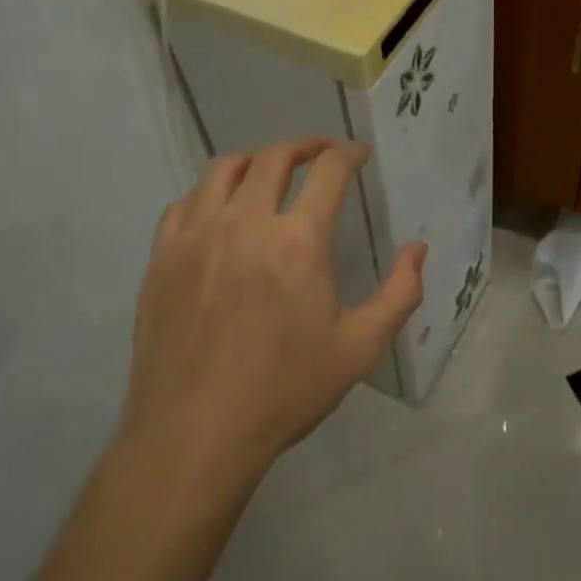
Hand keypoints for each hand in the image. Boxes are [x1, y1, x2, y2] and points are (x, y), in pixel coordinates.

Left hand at [118, 138, 425, 477]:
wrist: (194, 433)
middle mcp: (246, 222)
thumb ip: (400, 293)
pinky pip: (186, 201)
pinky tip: (221, 211)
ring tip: (269, 171)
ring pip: (225, 168)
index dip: (348, 153)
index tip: (358, 154)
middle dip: (305, 146)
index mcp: (299, 241)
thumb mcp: (359, 349)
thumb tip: (418, 249)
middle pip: (275, 156)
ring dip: (256, 160)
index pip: (329, 170)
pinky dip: (210, 193)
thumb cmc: (284, 391)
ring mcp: (198, 234)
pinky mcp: (163, 254)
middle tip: (319, 153)